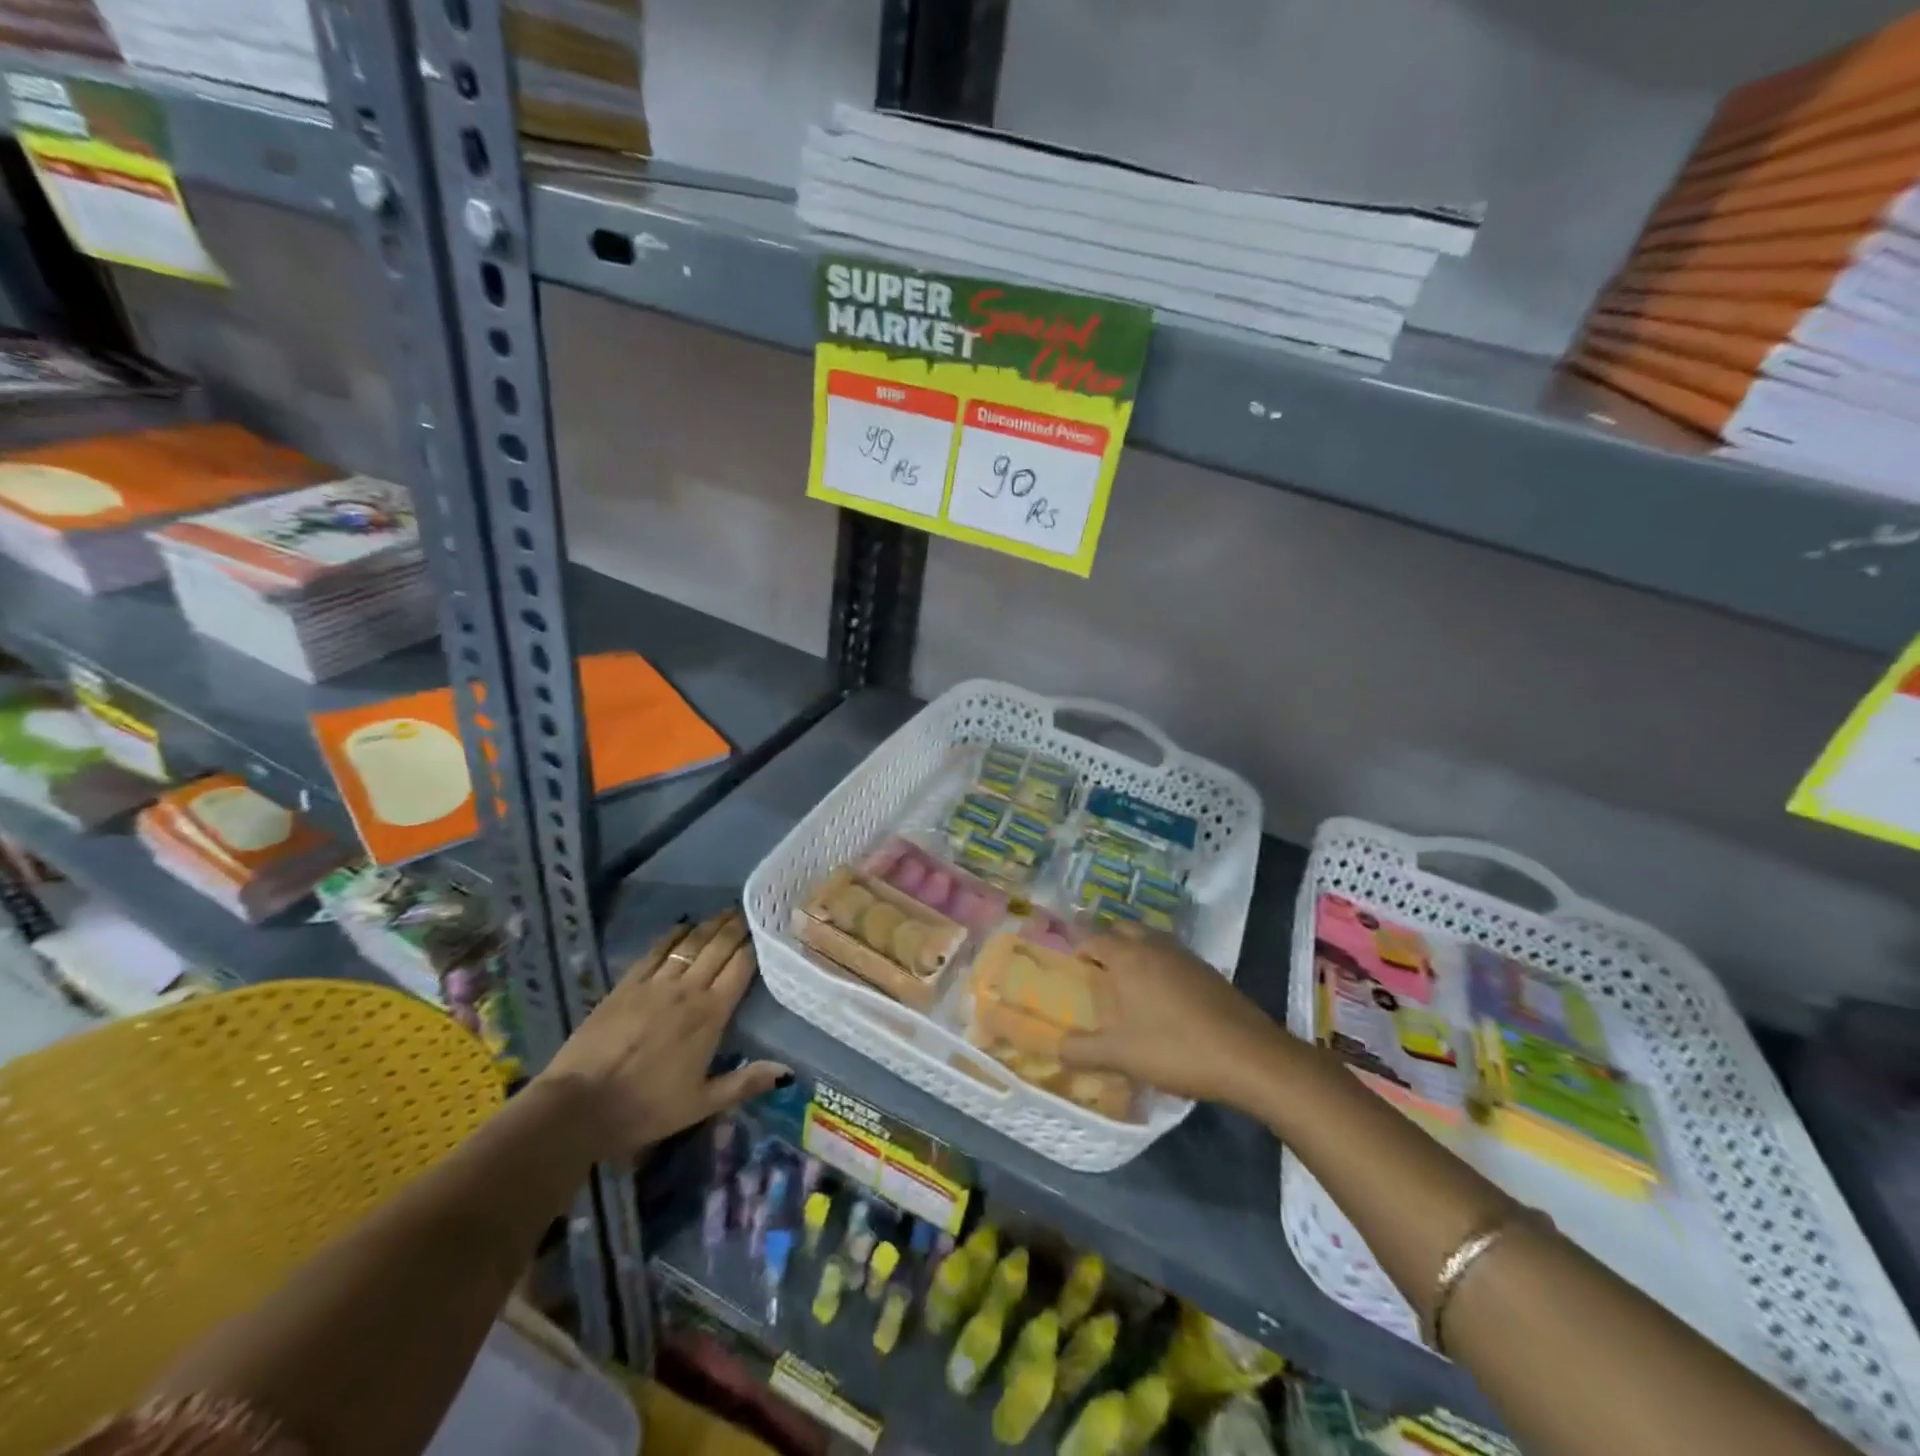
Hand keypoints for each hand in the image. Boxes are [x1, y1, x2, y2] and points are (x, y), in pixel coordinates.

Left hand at [534, 910, 788, 1159]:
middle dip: (736, 927)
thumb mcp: (701, 1104)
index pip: (740, 968)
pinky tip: (683, 925)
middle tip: (749, 911)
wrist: (578, 1106)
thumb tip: (787, 1071)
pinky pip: (656, 951)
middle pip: (718, 948)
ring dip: (710, 925)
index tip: (767, 929)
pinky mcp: (626, 985)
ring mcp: (655, 984)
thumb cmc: (645, 1108)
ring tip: (724, 912)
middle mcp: (687, 990)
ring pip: (690, 944)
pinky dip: (673, 935)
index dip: (755, 946)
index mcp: (710, 1015)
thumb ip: (745, 1082)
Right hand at [1060, 924, 1292, 1109]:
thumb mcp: (1120, 1056)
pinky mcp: (1208, 971)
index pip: (1093, 938)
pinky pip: (1172, 956)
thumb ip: (1082, 1050)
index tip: (1072, 968)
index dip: (1079, 949)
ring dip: (1135, 951)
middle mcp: (1154, 946)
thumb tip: (1055, 1047)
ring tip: (1127, 982)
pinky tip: (1163, 997)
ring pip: (1150, 939)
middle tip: (1097, 970)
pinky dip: (1159, 965)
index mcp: (1128, 957)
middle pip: (1123, 929)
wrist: (1249, 1056)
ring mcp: (1185, 955)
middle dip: (1107, 942)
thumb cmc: (1175, 1049)